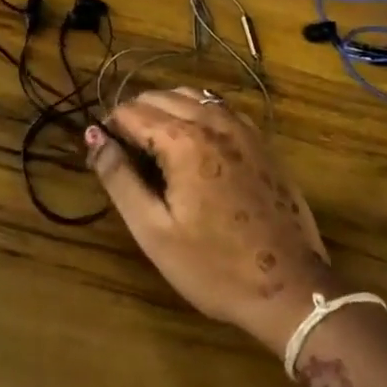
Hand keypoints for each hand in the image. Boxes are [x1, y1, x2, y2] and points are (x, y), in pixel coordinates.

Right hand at [86, 89, 342, 354]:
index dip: (110, 129)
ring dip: (165, 110)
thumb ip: (119, 177)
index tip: (105, 156)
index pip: (131, 112)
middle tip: (126, 155)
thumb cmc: (214, 266)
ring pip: (191, 95)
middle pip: (160, 96)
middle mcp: (213, 121)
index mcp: (183, 140)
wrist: (291, 290)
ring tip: (155, 147)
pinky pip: (219, 108)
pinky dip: (196, 113)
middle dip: (135, 116)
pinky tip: (193, 144)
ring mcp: (243, 128)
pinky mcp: (262, 142)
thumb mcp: (153, 229)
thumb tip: (94, 136)